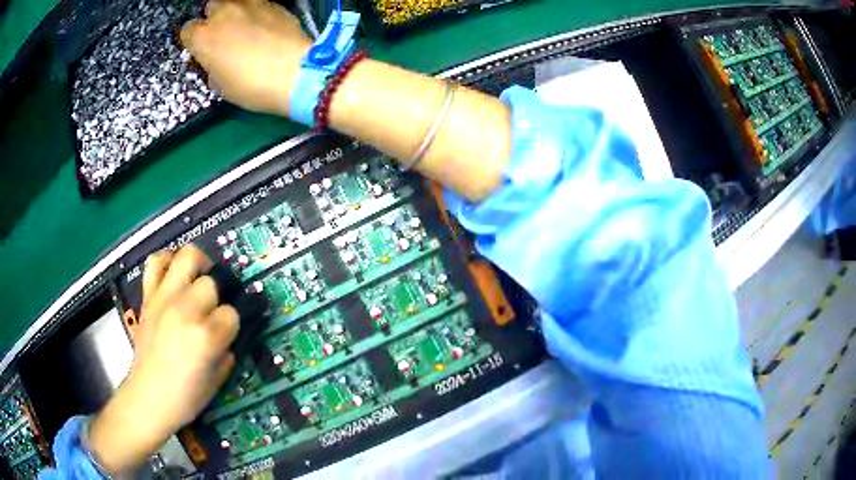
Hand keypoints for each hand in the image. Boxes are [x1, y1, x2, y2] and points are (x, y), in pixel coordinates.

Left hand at [89, 245, 238, 474]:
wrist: (147, 397)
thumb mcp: (217, 381)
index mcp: (205, 336)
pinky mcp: (148, 297)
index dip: (231, 325)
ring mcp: (164, 299)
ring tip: (199, 277)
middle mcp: (185, 310)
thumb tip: (226, 335)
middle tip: (211, 312)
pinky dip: (167, 260)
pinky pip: (156, 263)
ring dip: (197, 265)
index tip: (225, 336)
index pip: (231, 314)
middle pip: (210, 284)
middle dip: (215, 298)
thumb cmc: (185, 397)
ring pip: (186, 258)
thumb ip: (226, 352)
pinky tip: (174, 272)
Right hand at [181, 0, 311, 116]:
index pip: (187, 31)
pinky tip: (265, 26)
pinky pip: (258, 4)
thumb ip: (213, 67)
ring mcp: (250, 4)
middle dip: (214, 18)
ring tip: (245, 27)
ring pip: (235, 1)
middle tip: (224, 35)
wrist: (295, 71)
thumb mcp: (221, 85)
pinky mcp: (274, 3)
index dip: (193, 40)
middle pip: (211, 7)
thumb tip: (216, 63)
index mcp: (203, 36)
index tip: (201, 49)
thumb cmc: (251, 85)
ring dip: (235, 12)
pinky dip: (257, 12)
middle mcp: (223, 13)